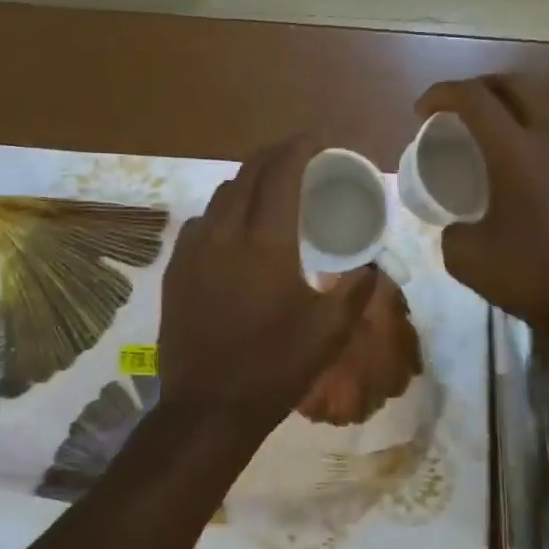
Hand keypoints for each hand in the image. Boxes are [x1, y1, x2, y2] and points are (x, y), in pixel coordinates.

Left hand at [158, 136, 378, 437]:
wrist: (208, 408)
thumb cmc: (275, 368)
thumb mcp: (329, 332)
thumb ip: (357, 290)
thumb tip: (372, 265)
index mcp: (266, 243)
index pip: (282, 174)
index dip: (301, 148)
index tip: (318, 140)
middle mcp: (225, 233)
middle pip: (249, 173)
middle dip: (275, 155)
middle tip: (299, 156)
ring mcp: (194, 249)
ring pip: (222, 194)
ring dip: (248, 181)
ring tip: (270, 189)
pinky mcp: (176, 268)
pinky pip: (201, 221)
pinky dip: (224, 210)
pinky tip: (235, 228)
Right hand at [415, 75, 548, 349]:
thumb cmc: (537, 277)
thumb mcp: (469, 260)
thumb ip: (452, 233)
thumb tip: (457, 227)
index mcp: (515, 152)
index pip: (474, 98)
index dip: (442, 94)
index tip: (423, 111)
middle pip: (516, 85)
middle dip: (481, 88)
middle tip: (462, 112)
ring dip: (516, 110)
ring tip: (499, 137)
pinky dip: (545, 139)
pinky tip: (538, 170)